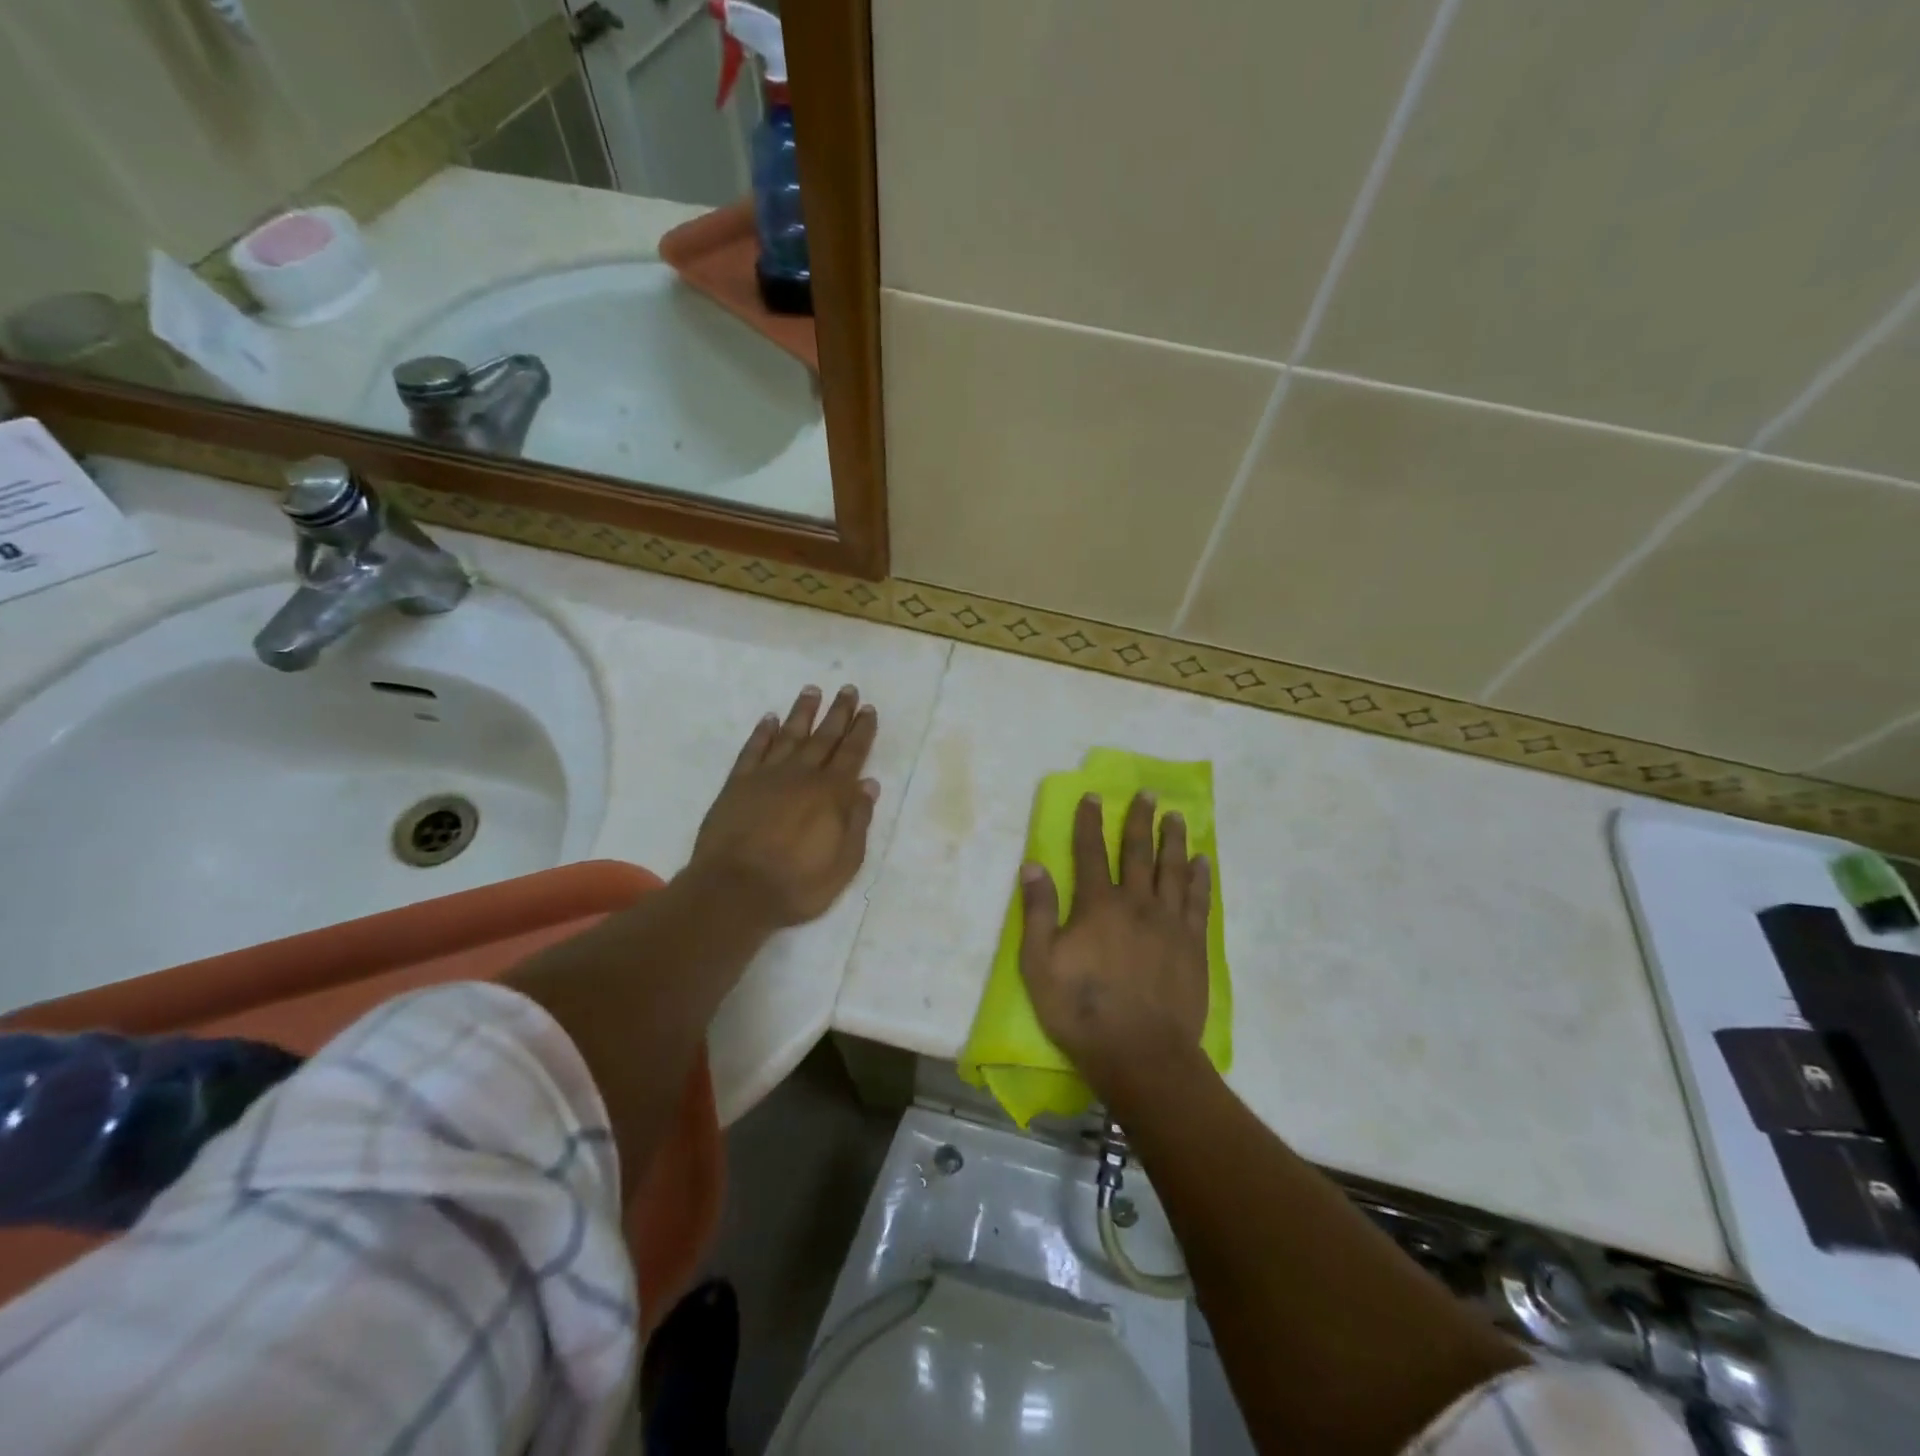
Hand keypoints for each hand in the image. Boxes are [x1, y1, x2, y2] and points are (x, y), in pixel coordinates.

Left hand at [689, 684, 880, 927]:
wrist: (734, 891)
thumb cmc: (796, 885)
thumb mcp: (844, 863)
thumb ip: (858, 821)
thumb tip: (869, 784)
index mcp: (831, 794)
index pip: (852, 754)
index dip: (862, 731)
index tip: (868, 709)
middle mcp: (802, 775)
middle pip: (824, 737)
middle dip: (838, 713)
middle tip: (848, 689)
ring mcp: (767, 776)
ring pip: (790, 735)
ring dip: (803, 712)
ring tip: (812, 691)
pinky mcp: (738, 784)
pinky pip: (753, 750)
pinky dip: (763, 733)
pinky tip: (770, 719)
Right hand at [1018, 791, 1210, 1099]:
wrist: (1141, 1052)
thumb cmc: (1082, 1010)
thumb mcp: (1039, 964)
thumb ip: (1037, 912)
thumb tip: (1033, 865)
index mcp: (1097, 905)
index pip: (1090, 852)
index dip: (1089, 822)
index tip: (1093, 796)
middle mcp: (1136, 903)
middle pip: (1137, 852)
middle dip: (1139, 820)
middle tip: (1148, 793)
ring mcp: (1169, 923)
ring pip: (1172, 869)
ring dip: (1172, 840)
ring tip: (1176, 817)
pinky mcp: (1193, 944)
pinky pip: (1198, 900)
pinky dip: (1199, 877)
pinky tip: (1201, 861)